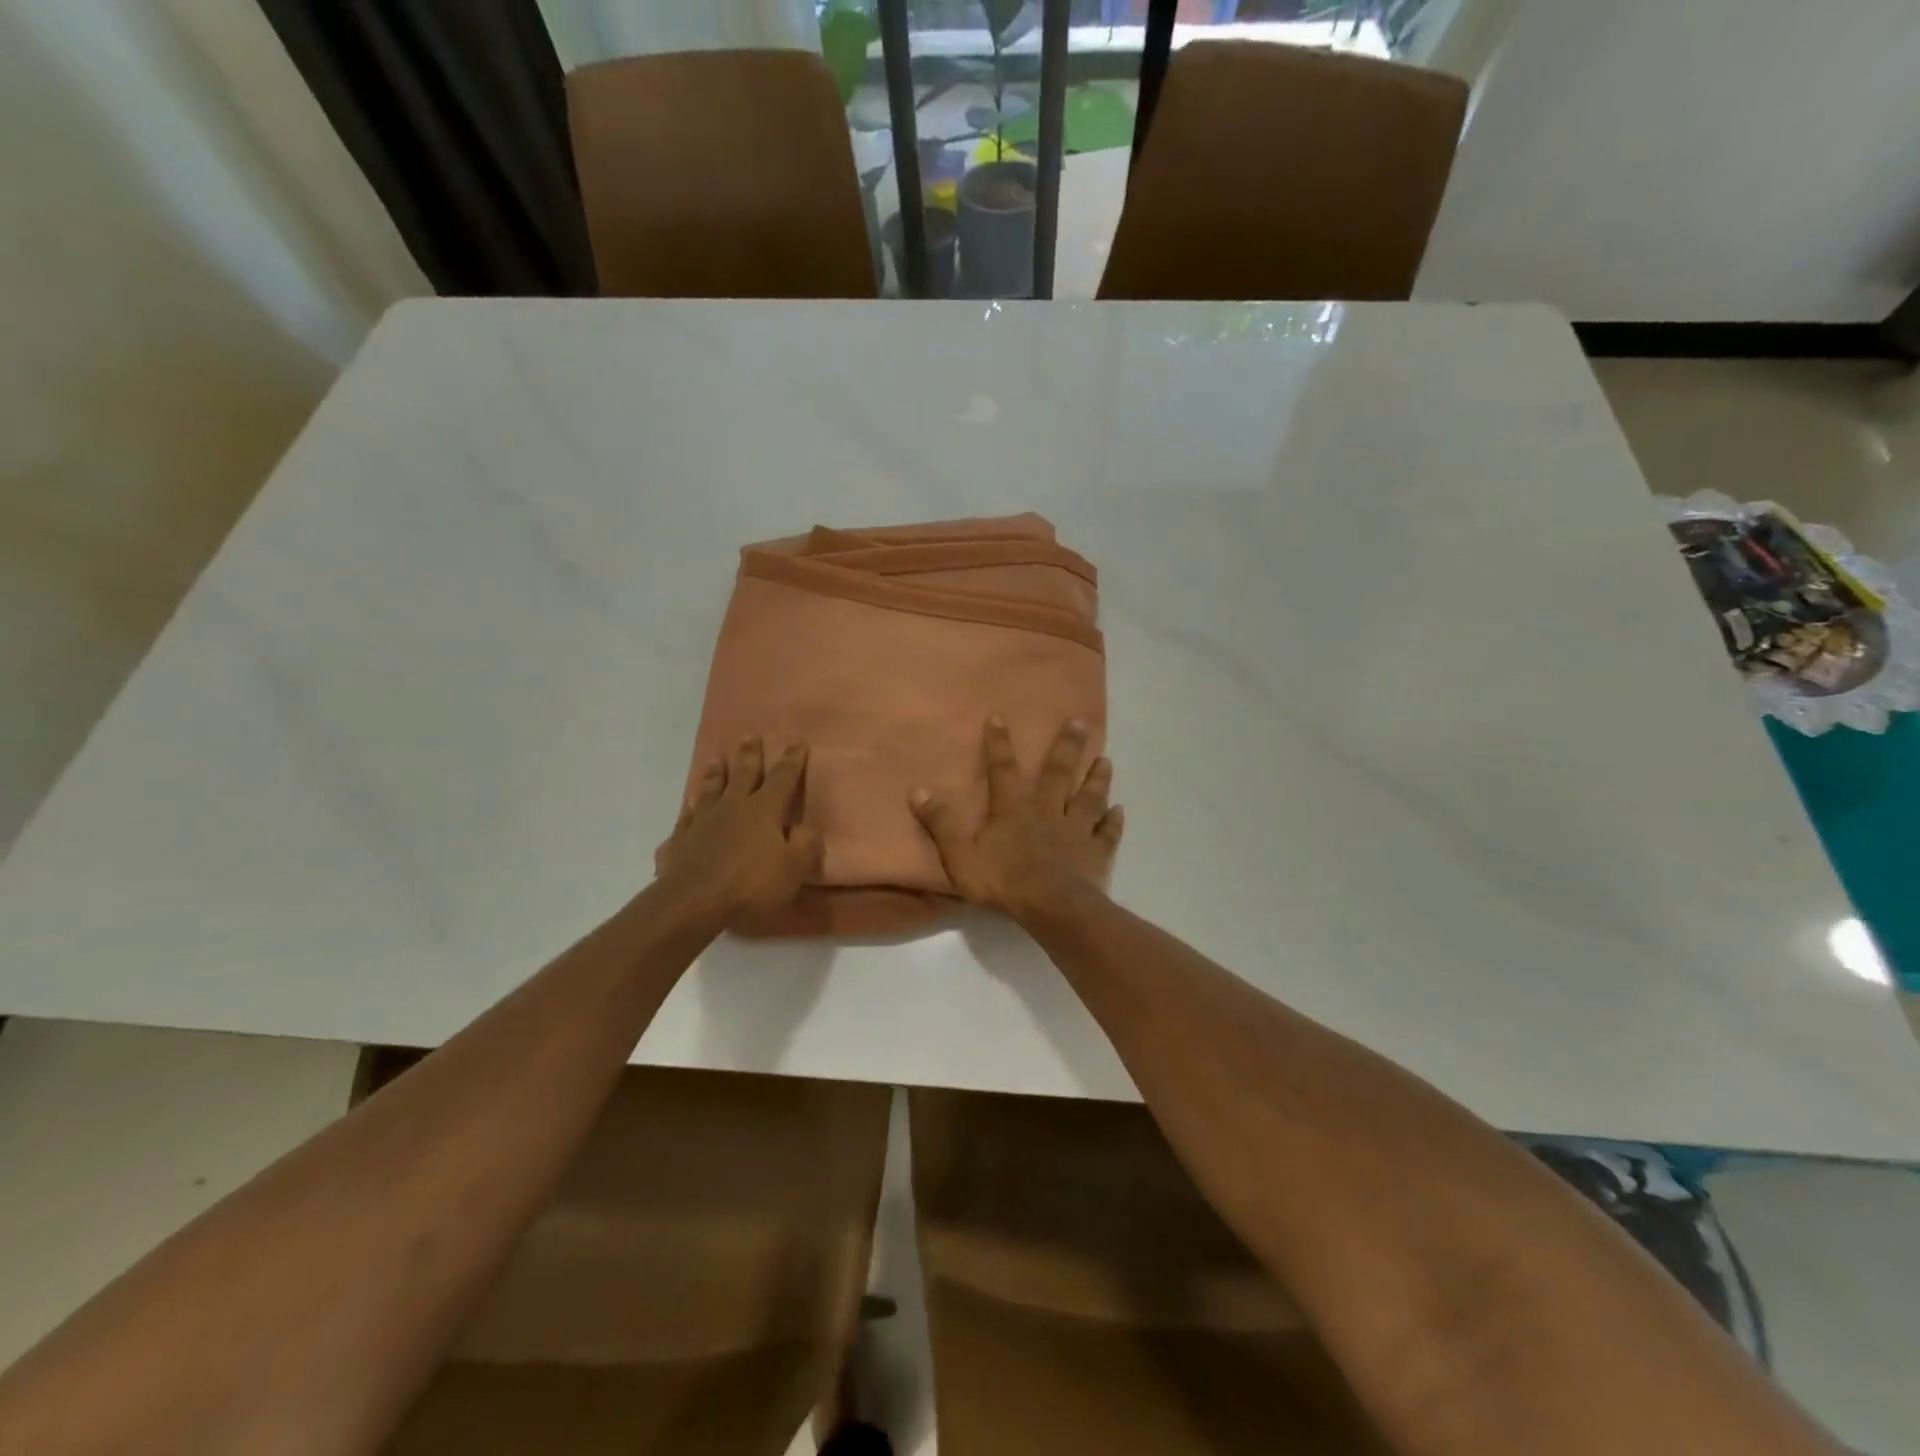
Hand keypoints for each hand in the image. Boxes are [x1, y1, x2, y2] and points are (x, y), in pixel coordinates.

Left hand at [656, 737, 821, 927]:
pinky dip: (689, 811)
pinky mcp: (680, 839)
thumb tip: (808, 828)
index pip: (783, 778)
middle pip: (743, 774)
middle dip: (749, 755)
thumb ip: (805, 846)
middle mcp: (733, 806)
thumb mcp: (793, 869)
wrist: (692, 902)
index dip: (792, 760)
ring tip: (715, 759)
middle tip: (749, 735)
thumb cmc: (750, 885)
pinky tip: (687, 809)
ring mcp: (703, 821)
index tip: (797, 741)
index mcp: (764, 810)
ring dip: (715, 773)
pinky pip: (686, 818)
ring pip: (710, 789)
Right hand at [910, 717, 1123, 922]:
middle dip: (1068, 746)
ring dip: (1097, 778)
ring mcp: (1077, 830)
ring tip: (1106, 760)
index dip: (999, 743)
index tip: (999, 716)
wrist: (1053, 908)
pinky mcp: (1096, 853)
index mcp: (1014, 809)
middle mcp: (1048, 810)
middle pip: (1059, 772)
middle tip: (1082, 721)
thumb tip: (917, 790)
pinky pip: (1107, 833)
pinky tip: (1119, 811)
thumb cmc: (1004, 882)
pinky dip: (1114, 821)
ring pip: (1089, 797)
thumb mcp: (960, 856)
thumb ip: (941, 824)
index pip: (1003, 769)